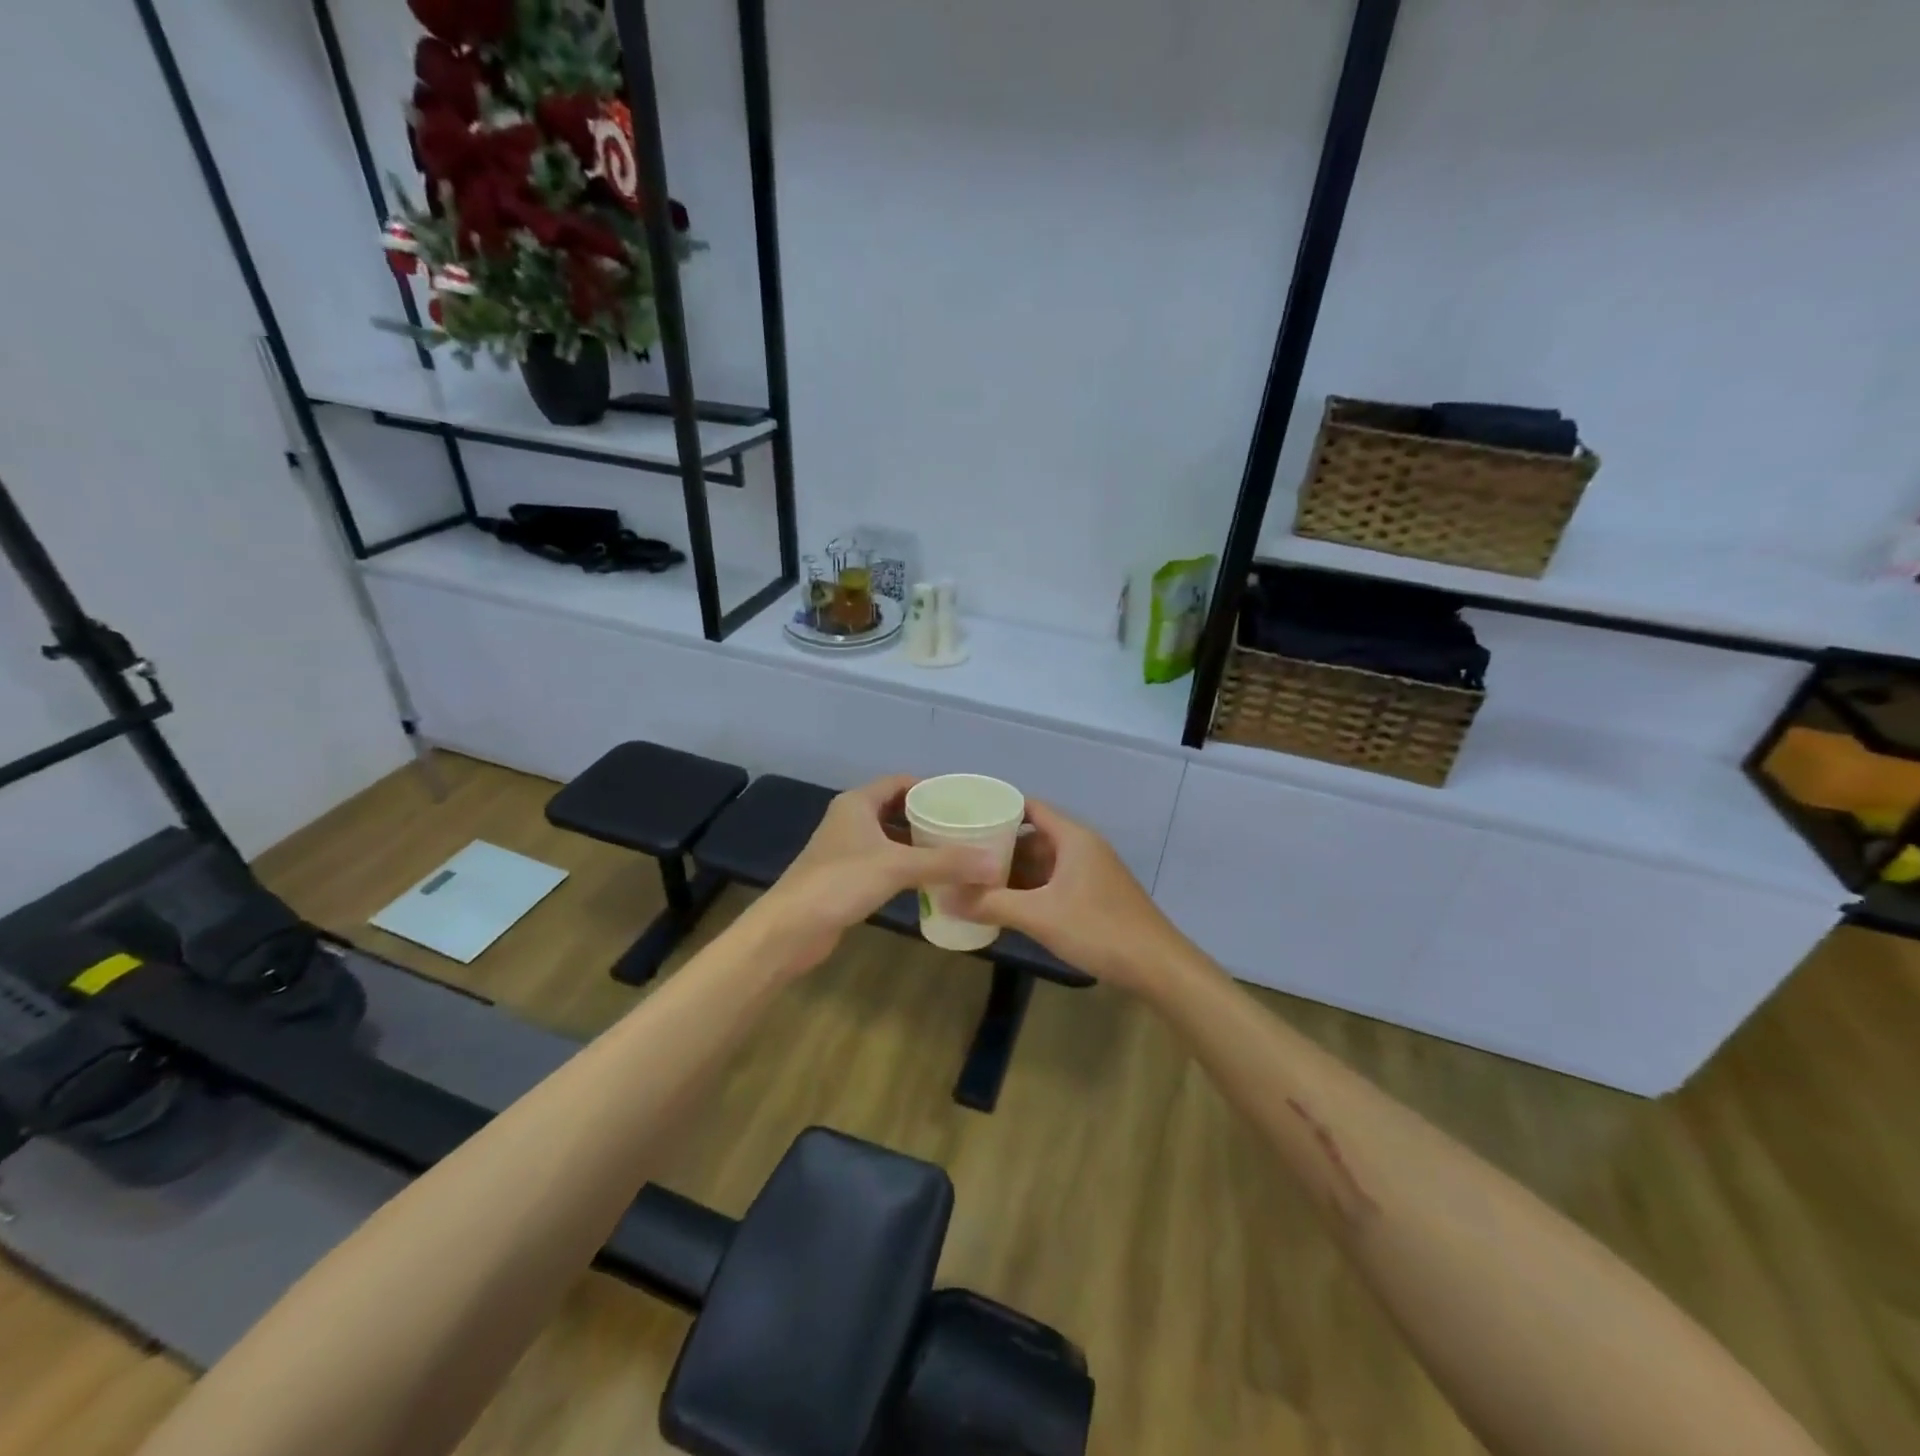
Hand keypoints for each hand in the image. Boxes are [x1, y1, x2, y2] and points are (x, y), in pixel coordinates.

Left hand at [747, 775, 1000, 972]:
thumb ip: (947, 863)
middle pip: (895, 808)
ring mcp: (845, 849)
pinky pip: (883, 862)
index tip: (962, 800)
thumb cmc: (840, 883)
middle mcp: (850, 819)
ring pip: (889, 838)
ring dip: (917, 843)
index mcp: (857, 803)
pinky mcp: (844, 877)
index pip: (899, 782)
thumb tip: (994, 865)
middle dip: (927, 816)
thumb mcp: (898, 867)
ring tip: (955, 851)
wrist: (790, 928)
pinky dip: (905, 866)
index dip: (930, 787)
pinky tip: (929, 880)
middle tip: (964, 827)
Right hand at [947, 800, 1188, 992]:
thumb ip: (991, 904)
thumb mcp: (1039, 916)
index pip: (1029, 807)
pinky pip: (1053, 881)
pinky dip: (1030, 888)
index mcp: (1072, 837)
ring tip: (974, 880)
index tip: (963, 817)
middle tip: (960, 854)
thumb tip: (944, 897)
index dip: (997, 808)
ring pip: (1042, 862)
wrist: (1157, 966)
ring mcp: (1090, 872)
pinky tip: (1006, 904)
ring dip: (1013, 870)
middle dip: (998, 845)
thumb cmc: (1099, 929)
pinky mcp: (1094, 895)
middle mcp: (1082, 847)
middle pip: (1033, 835)